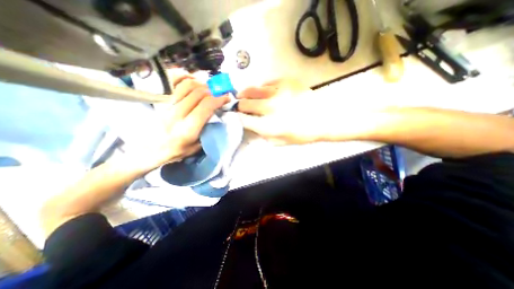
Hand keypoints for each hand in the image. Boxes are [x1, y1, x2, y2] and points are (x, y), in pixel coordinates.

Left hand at [130, 71, 227, 170]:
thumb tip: (218, 115)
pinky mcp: (159, 99)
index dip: (219, 99)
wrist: (149, 149)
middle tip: (219, 93)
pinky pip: (172, 81)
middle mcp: (176, 114)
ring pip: (187, 85)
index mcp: (187, 129)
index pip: (206, 106)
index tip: (226, 98)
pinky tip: (193, 81)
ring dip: (201, 84)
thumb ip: (208, 131)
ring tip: (208, 89)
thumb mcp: (197, 147)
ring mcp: (165, 104)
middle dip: (213, 91)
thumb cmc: (176, 150)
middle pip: (198, 93)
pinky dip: (184, 77)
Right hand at [237, 79, 328, 143]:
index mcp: (269, 126)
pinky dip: (261, 88)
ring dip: (245, 94)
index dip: (237, 118)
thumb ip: (263, 135)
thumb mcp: (281, 141)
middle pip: (245, 103)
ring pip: (252, 90)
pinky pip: (266, 83)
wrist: (324, 118)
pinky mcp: (286, 82)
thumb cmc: (303, 134)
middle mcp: (271, 108)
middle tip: (239, 106)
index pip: (244, 120)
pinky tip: (262, 91)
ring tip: (242, 95)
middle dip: (239, 105)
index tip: (235, 117)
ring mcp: (278, 92)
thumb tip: (252, 127)